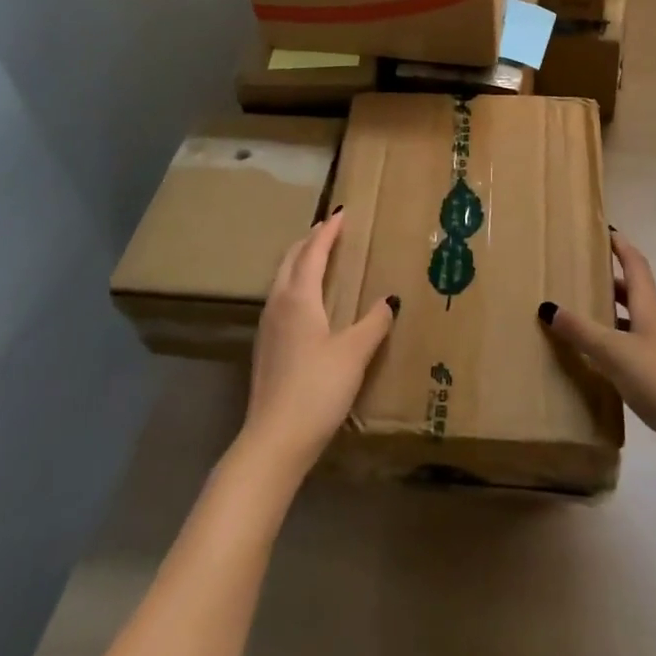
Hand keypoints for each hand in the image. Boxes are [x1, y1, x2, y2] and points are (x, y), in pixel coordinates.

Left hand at [241, 208, 396, 477]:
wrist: (273, 442)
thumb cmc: (317, 389)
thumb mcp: (355, 353)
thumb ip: (374, 323)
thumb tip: (390, 300)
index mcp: (299, 296)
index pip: (314, 251)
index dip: (329, 231)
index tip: (343, 214)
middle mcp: (279, 303)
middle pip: (292, 258)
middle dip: (311, 239)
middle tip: (331, 228)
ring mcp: (268, 325)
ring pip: (282, 277)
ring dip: (300, 260)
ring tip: (319, 256)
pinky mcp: (266, 347)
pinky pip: (281, 297)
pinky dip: (295, 282)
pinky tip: (307, 300)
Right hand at [539, 231, 655, 467]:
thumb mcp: (614, 352)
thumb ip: (582, 331)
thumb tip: (548, 307)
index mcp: (650, 305)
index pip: (635, 263)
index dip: (621, 246)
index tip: (606, 231)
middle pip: (635, 292)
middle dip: (612, 282)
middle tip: (584, 277)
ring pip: (637, 322)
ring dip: (615, 316)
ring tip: (586, 319)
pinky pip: (640, 349)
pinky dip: (621, 346)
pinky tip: (604, 363)